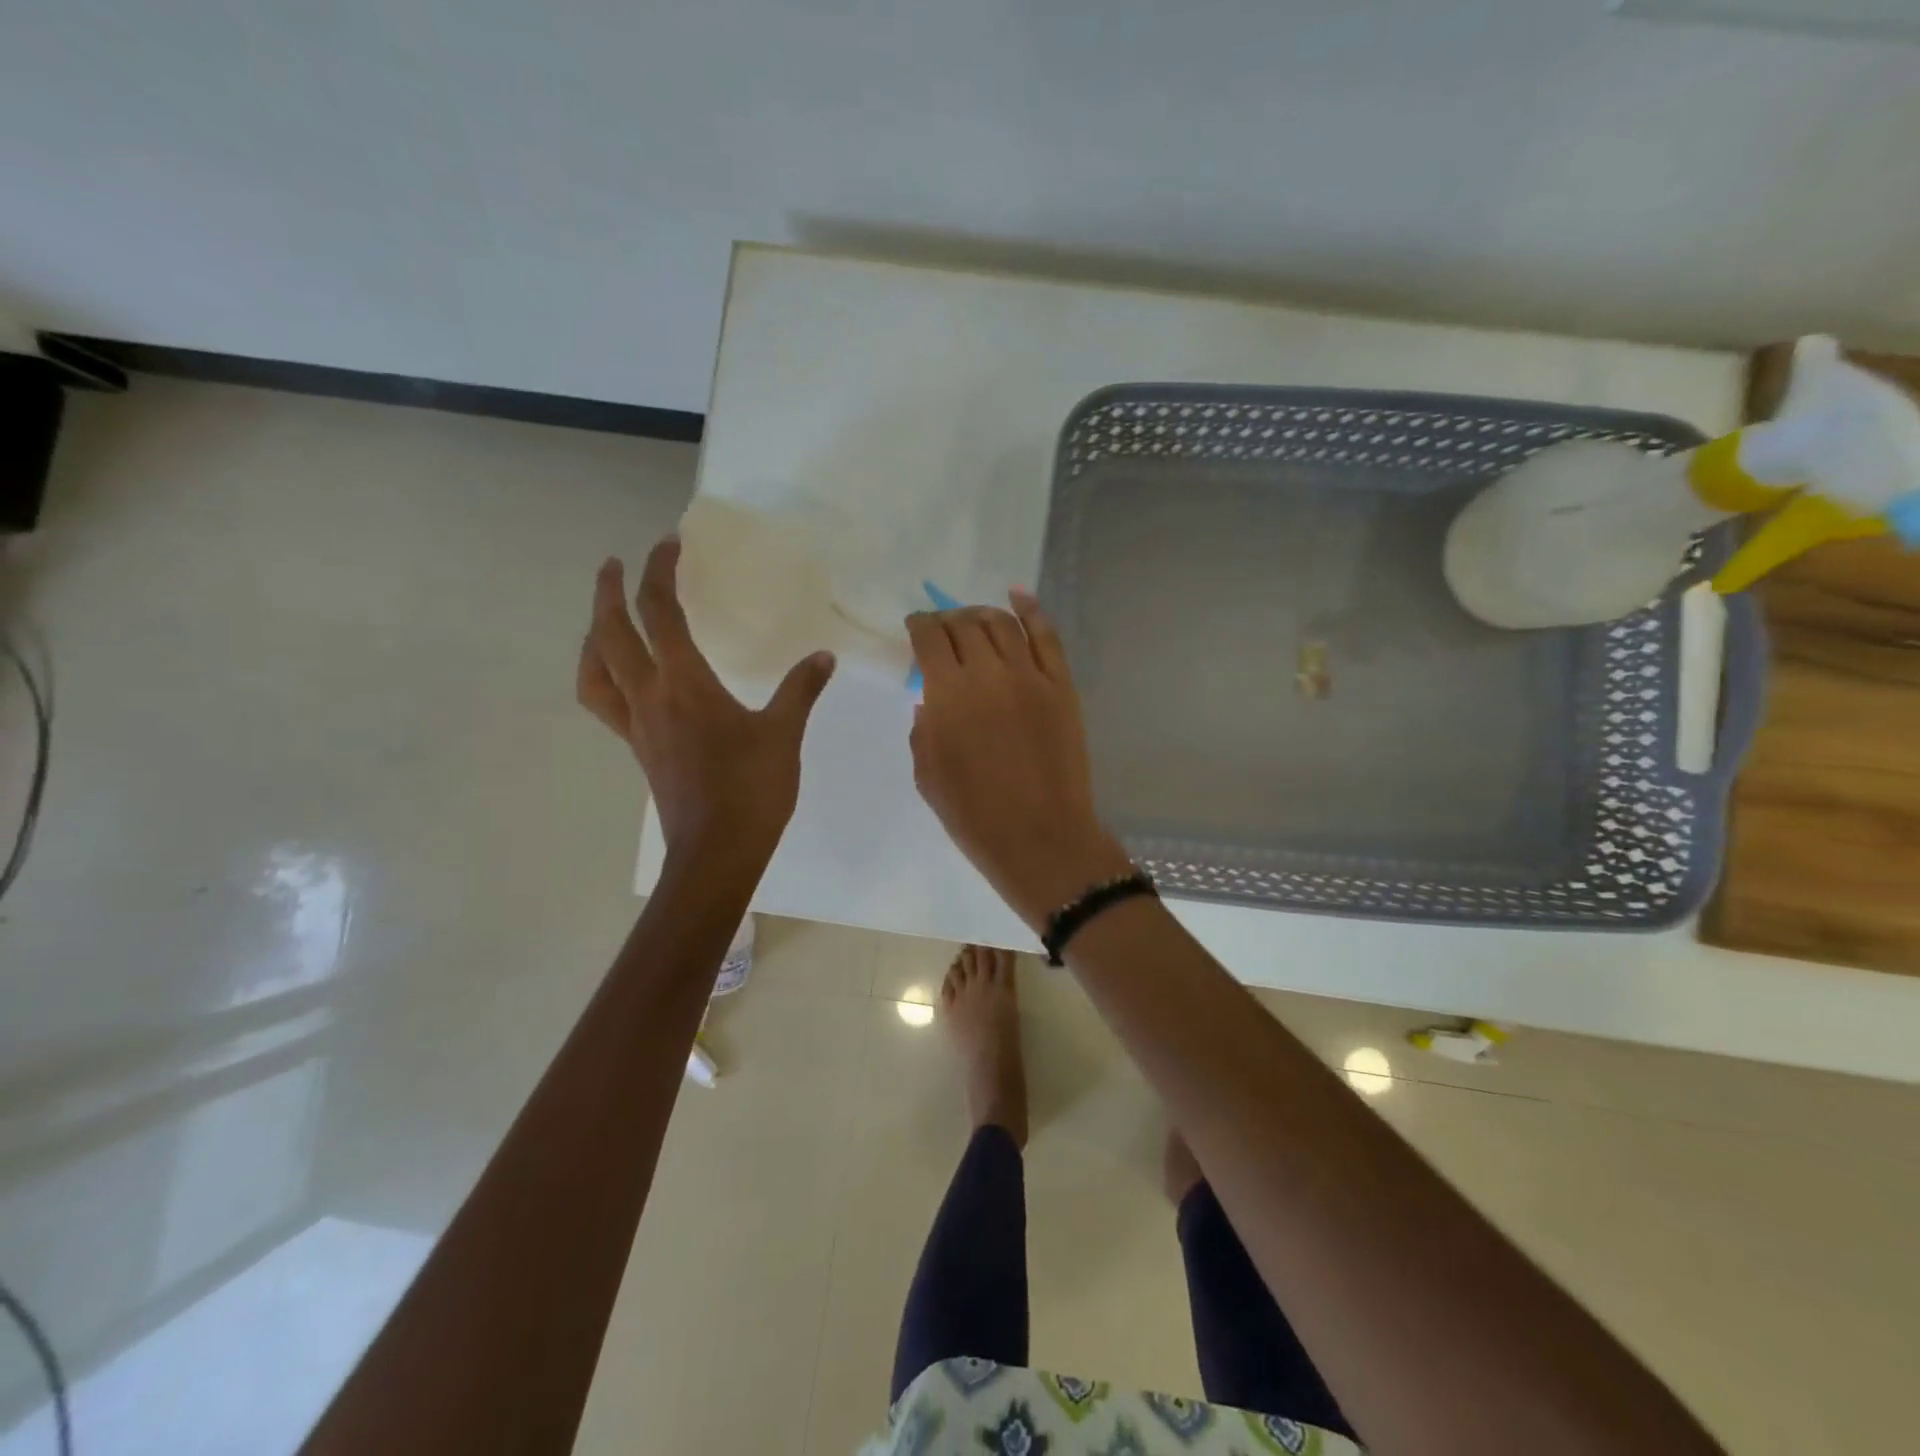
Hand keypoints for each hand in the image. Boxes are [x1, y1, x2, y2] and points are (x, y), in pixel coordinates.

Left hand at [578, 539, 834, 866]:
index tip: (669, 544)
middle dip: (609, 591)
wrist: (716, 852)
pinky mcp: (638, 748)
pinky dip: (602, 675)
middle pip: (610, 633)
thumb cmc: (752, 790)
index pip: (660, 613)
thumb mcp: (784, 735)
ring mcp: (637, 725)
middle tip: (616, 563)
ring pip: (596, 669)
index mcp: (685, 684)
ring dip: (594, 633)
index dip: (660, 572)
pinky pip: (605, 700)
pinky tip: (625, 676)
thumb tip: (823, 657)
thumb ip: (800, 690)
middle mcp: (649, 697)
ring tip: (605, 616)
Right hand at [907, 591, 1131, 931]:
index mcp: (948, 695)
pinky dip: (1031, 610)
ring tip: (973, 619)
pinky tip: (1017, 596)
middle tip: (943, 628)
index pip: (929, 638)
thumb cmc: (974, 816)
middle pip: (965, 624)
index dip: (918, 625)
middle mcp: (988, 673)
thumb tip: (929, 699)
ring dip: (982, 614)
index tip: (914, 627)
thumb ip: (923, 728)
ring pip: (1003, 623)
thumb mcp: (928, 774)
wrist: (1041, 838)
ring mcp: (1031, 677)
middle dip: (948, 620)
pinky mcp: (1062, 686)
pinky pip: (1047, 636)